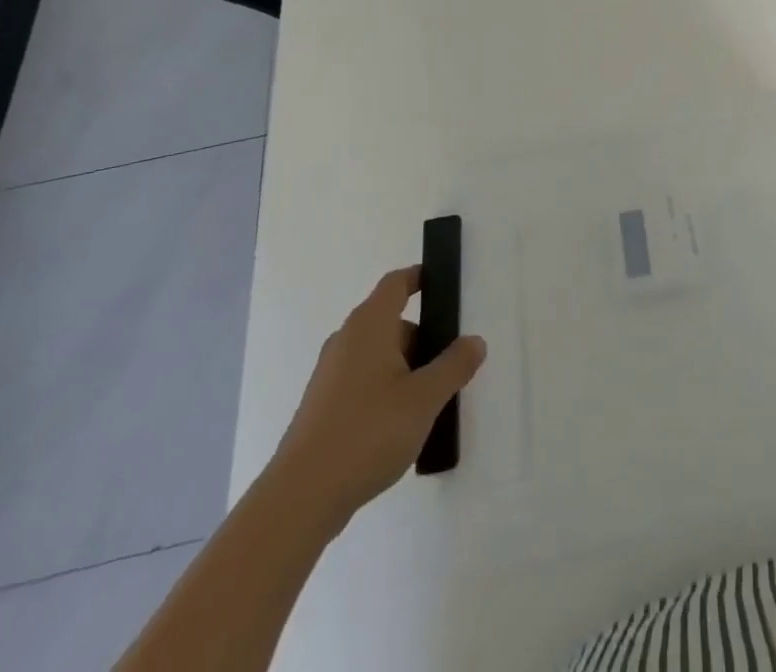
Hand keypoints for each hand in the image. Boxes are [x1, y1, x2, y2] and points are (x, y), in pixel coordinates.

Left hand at [264, 267, 485, 531]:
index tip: (441, 284)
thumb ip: (454, 366)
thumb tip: (474, 342)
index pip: (396, 284)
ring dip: (405, 369)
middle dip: (422, 339)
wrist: (300, 498)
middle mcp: (346, 341)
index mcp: (369, 326)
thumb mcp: (424, 398)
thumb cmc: (368, 432)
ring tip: (429, 402)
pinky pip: (362, 381)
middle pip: (390, 323)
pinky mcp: (322, 407)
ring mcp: (330, 375)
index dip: (419, 278)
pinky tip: (399, 427)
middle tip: (450, 366)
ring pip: (377, 356)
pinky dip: (385, 390)